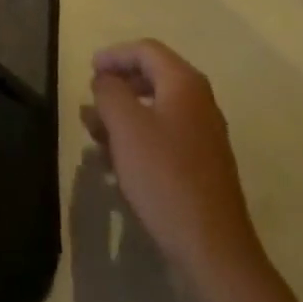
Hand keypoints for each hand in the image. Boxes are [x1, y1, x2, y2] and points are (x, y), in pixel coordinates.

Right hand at [82, 39, 262, 289]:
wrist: (213, 251)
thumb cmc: (165, 177)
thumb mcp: (126, 127)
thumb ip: (110, 92)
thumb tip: (105, 80)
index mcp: (185, 83)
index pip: (146, 50)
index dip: (115, 55)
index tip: (89, 69)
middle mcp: (199, 102)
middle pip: (153, 78)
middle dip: (118, 87)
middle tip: (91, 102)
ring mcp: (204, 137)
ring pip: (157, 111)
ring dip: (124, 117)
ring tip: (95, 135)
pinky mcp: (202, 168)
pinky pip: (164, 138)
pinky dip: (138, 140)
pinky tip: (118, 164)